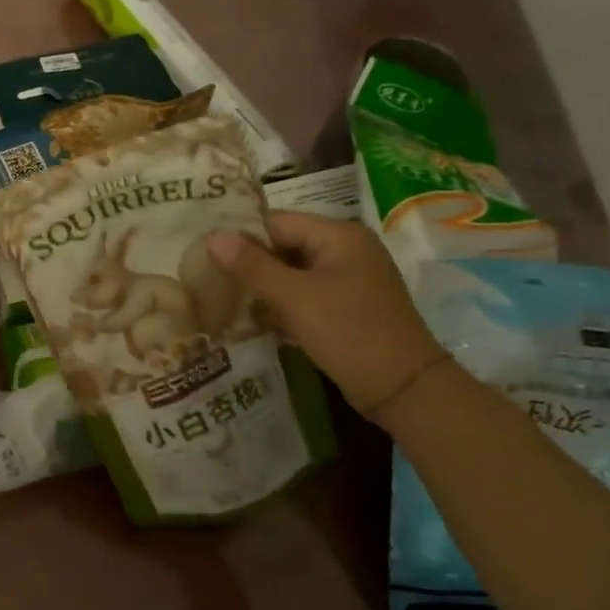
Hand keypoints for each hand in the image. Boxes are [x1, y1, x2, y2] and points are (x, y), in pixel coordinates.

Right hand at [206, 213, 446, 417]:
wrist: (403, 388)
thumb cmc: (348, 331)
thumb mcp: (294, 297)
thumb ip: (252, 265)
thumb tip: (212, 237)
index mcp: (339, 235)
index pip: (277, 222)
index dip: (241, 237)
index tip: (205, 255)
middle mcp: (346, 249)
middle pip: (284, 245)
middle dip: (249, 264)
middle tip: (210, 279)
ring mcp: (349, 279)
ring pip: (292, 273)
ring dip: (262, 287)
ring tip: (224, 300)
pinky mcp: (347, 307)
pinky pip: (304, 295)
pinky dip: (281, 305)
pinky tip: (253, 321)